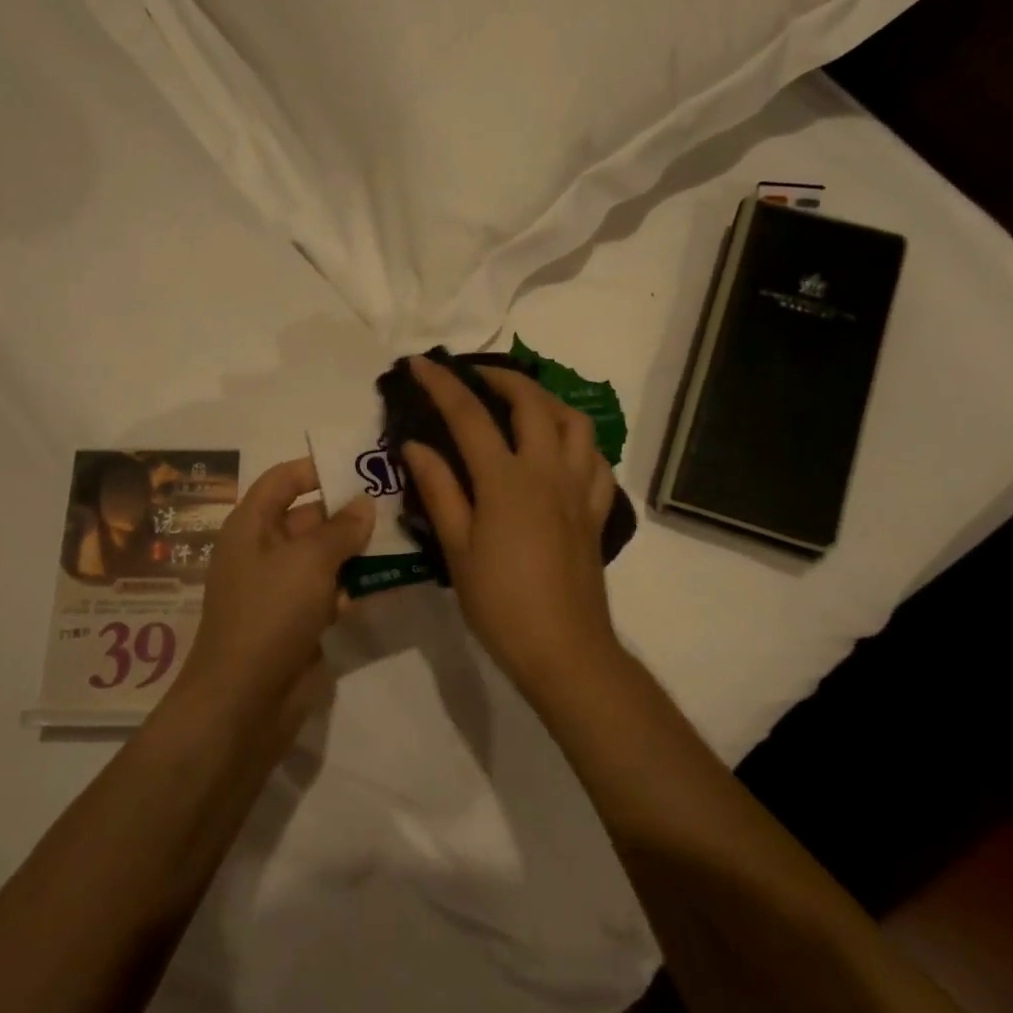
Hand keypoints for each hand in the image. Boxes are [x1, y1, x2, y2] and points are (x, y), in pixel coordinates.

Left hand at [183, 456, 374, 716]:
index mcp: (251, 526)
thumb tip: (364, 504)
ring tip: (406, 533)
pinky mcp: (301, 621)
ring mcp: (282, 589)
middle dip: (349, 510)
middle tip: (398, 499)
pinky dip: (357, 584)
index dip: (316, 468)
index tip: (360, 464)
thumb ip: (341, 528)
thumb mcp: (309, 560)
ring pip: (325, 556)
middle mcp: (264, 551)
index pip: (282, 481)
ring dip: (359, 548)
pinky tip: (393, 577)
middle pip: (309, 517)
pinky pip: (332, 591)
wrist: (246, 700)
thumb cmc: (271, 612)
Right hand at [401, 355, 621, 692]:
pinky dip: (579, 443)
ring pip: (576, 423)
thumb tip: (415, 446)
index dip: (442, 384)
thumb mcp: (457, 549)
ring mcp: (580, 489)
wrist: (563, 649)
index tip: (420, 363)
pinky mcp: (597, 511)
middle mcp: (549, 472)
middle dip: (502, 377)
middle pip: (532, 403)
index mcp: (507, 481)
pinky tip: (562, 452)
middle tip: (475, 376)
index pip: (469, 416)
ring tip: (523, 404)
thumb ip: (439, 490)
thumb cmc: (500, 603)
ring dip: (548, 401)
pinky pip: (597, 461)